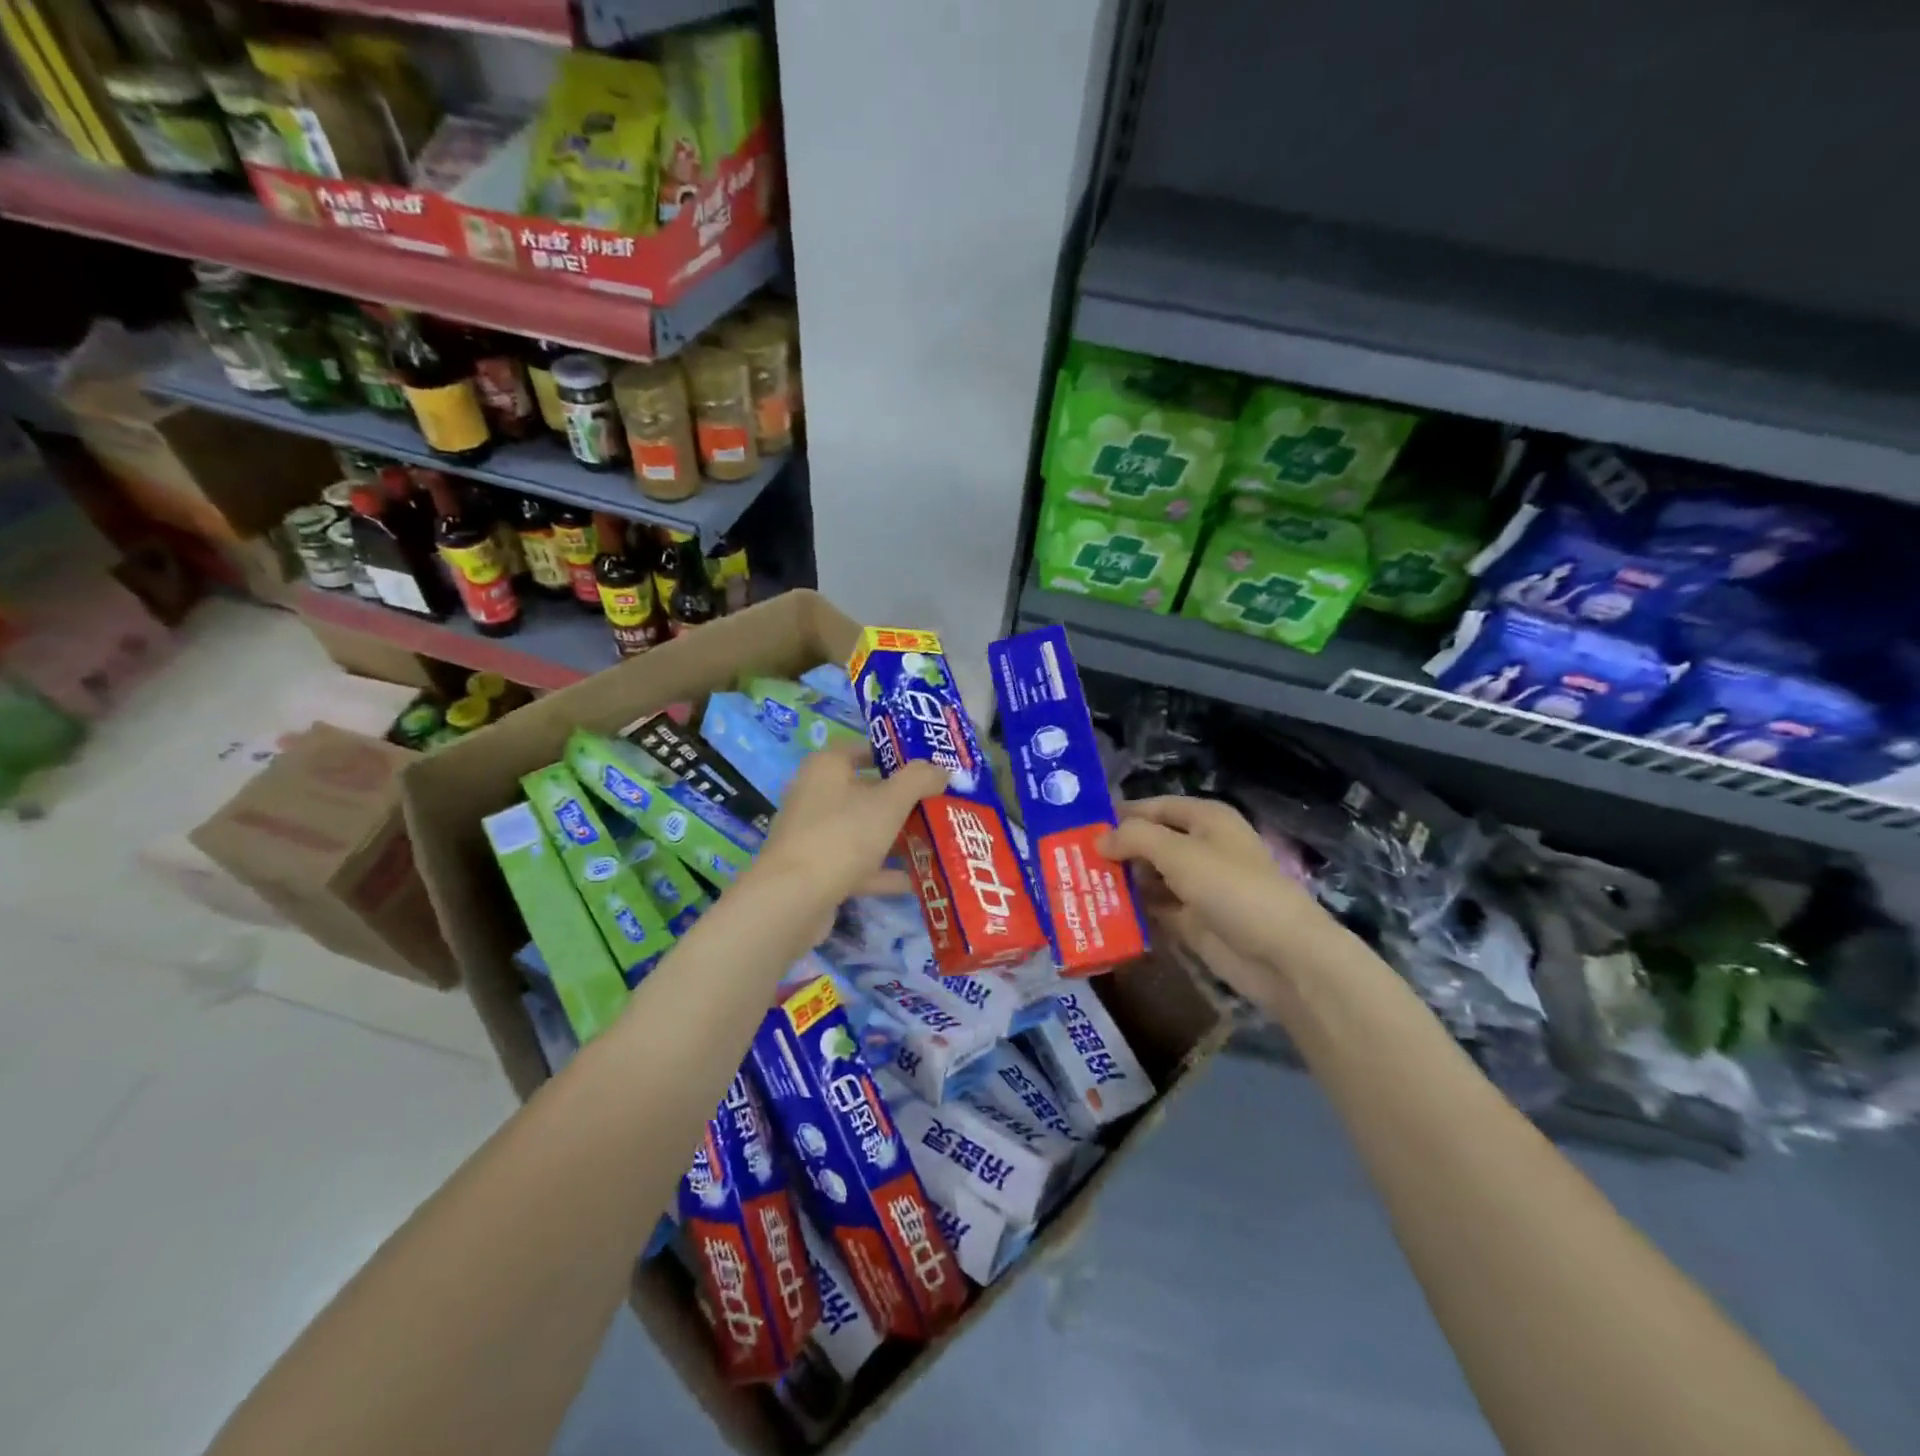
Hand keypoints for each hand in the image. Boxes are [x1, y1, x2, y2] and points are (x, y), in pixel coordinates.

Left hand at [750, 744, 946, 927]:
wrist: (792, 899)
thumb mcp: (890, 802)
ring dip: (896, 837)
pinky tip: (918, 880)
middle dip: (903, 801)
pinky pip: (857, 864)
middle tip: (941, 806)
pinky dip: (884, 871)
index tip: (928, 768)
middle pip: (866, 791)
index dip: (895, 756)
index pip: (862, 750)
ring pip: (863, 830)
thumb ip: (919, 780)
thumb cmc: (842, 835)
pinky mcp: (816, 871)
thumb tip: (942, 769)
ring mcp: (814, 835)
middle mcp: (815, 795)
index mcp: (826, 767)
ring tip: (937, 842)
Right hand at [1098, 796, 1328, 1000]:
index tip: (1079, 825)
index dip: (1120, 814)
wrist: (1281, 955)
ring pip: (1149, 878)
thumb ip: (1135, 838)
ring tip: (1075, 886)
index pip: (1154, 807)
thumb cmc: (1232, 888)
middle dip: (1114, 850)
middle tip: (1068, 860)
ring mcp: (1196, 887)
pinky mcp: (1192, 921)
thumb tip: (1099, 838)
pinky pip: (1154, 910)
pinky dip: (1132, 911)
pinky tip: (1099, 913)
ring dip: (1119, 882)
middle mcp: (1200, 848)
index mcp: (1204, 820)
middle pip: (1149, 843)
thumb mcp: (1179, 853)